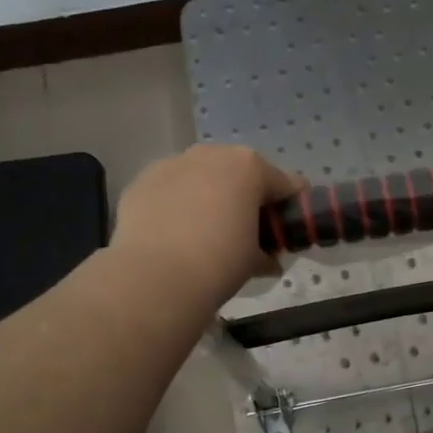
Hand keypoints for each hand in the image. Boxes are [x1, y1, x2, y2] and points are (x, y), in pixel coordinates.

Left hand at [112, 145, 300, 306]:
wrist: (155, 277)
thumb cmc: (219, 263)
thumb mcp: (254, 261)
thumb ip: (268, 253)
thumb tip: (268, 261)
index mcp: (249, 167)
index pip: (284, 183)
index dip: (289, 208)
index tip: (286, 230)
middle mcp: (211, 154)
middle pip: (240, 172)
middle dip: (245, 197)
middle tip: (244, 232)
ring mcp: (172, 163)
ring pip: (201, 176)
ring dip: (208, 196)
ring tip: (203, 233)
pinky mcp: (142, 180)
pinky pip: (170, 189)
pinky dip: (177, 204)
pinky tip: (173, 233)